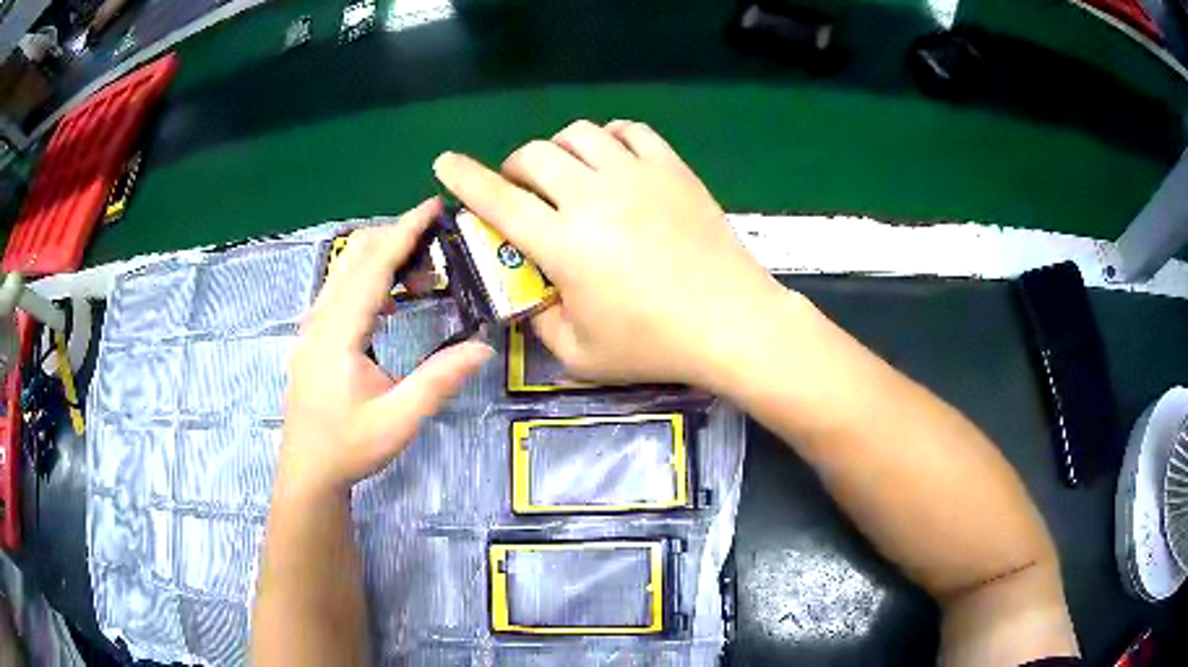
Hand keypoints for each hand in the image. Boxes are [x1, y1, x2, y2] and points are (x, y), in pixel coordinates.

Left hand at [279, 198, 492, 495]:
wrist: (308, 471)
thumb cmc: (349, 447)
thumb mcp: (399, 420)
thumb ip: (439, 380)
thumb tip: (483, 346)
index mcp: (339, 332)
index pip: (373, 266)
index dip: (404, 232)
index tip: (432, 205)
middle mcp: (321, 318)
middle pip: (356, 255)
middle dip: (397, 240)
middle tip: (439, 248)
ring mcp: (313, 325)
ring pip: (345, 269)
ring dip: (383, 259)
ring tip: (423, 278)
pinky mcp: (314, 335)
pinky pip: (340, 288)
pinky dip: (370, 278)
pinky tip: (393, 303)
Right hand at [433, 120, 789, 386]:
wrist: (732, 322)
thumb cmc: (655, 345)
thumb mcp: (581, 355)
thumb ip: (541, 323)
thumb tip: (531, 296)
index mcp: (563, 243)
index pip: (498, 199)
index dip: (464, 177)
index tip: (444, 161)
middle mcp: (594, 197)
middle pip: (534, 155)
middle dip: (515, 168)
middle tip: (525, 192)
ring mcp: (637, 176)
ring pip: (579, 133)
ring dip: (561, 150)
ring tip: (569, 176)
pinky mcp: (672, 169)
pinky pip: (630, 130)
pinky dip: (610, 137)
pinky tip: (613, 160)